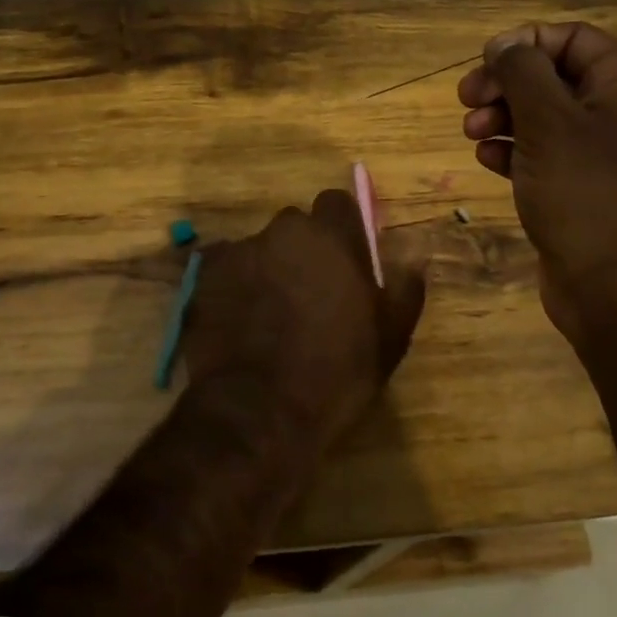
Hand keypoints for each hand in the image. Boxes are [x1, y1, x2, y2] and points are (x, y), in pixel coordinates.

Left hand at [183, 191, 426, 447]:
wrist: (258, 413)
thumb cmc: (336, 374)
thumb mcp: (390, 338)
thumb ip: (404, 287)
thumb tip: (413, 256)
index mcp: (330, 237)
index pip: (337, 203)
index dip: (342, 229)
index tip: (345, 259)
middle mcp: (281, 232)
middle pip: (295, 228)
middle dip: (302, 251)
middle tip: (310, 295)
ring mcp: (237, 253)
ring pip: (259, 250)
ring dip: (267, 271)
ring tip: (269, 317)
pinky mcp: (202, 278)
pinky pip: (224, 272)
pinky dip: (234, 289)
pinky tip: (239, 325)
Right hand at [457, 22, 616, 338]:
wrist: (614, 288)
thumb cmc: (584, 193)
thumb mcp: (548, 122)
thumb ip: (523, 72)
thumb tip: (505, 43)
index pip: (574, 38)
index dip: (527, 42)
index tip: (486, 61)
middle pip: (553, 75)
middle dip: (506, 82)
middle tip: (467, 98)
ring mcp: (599, 153)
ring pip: (542, 115)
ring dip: (502, 115)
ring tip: (471, 132)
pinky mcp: (579, 187)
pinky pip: (541, 153)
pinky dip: (512, 149)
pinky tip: (486, 159)